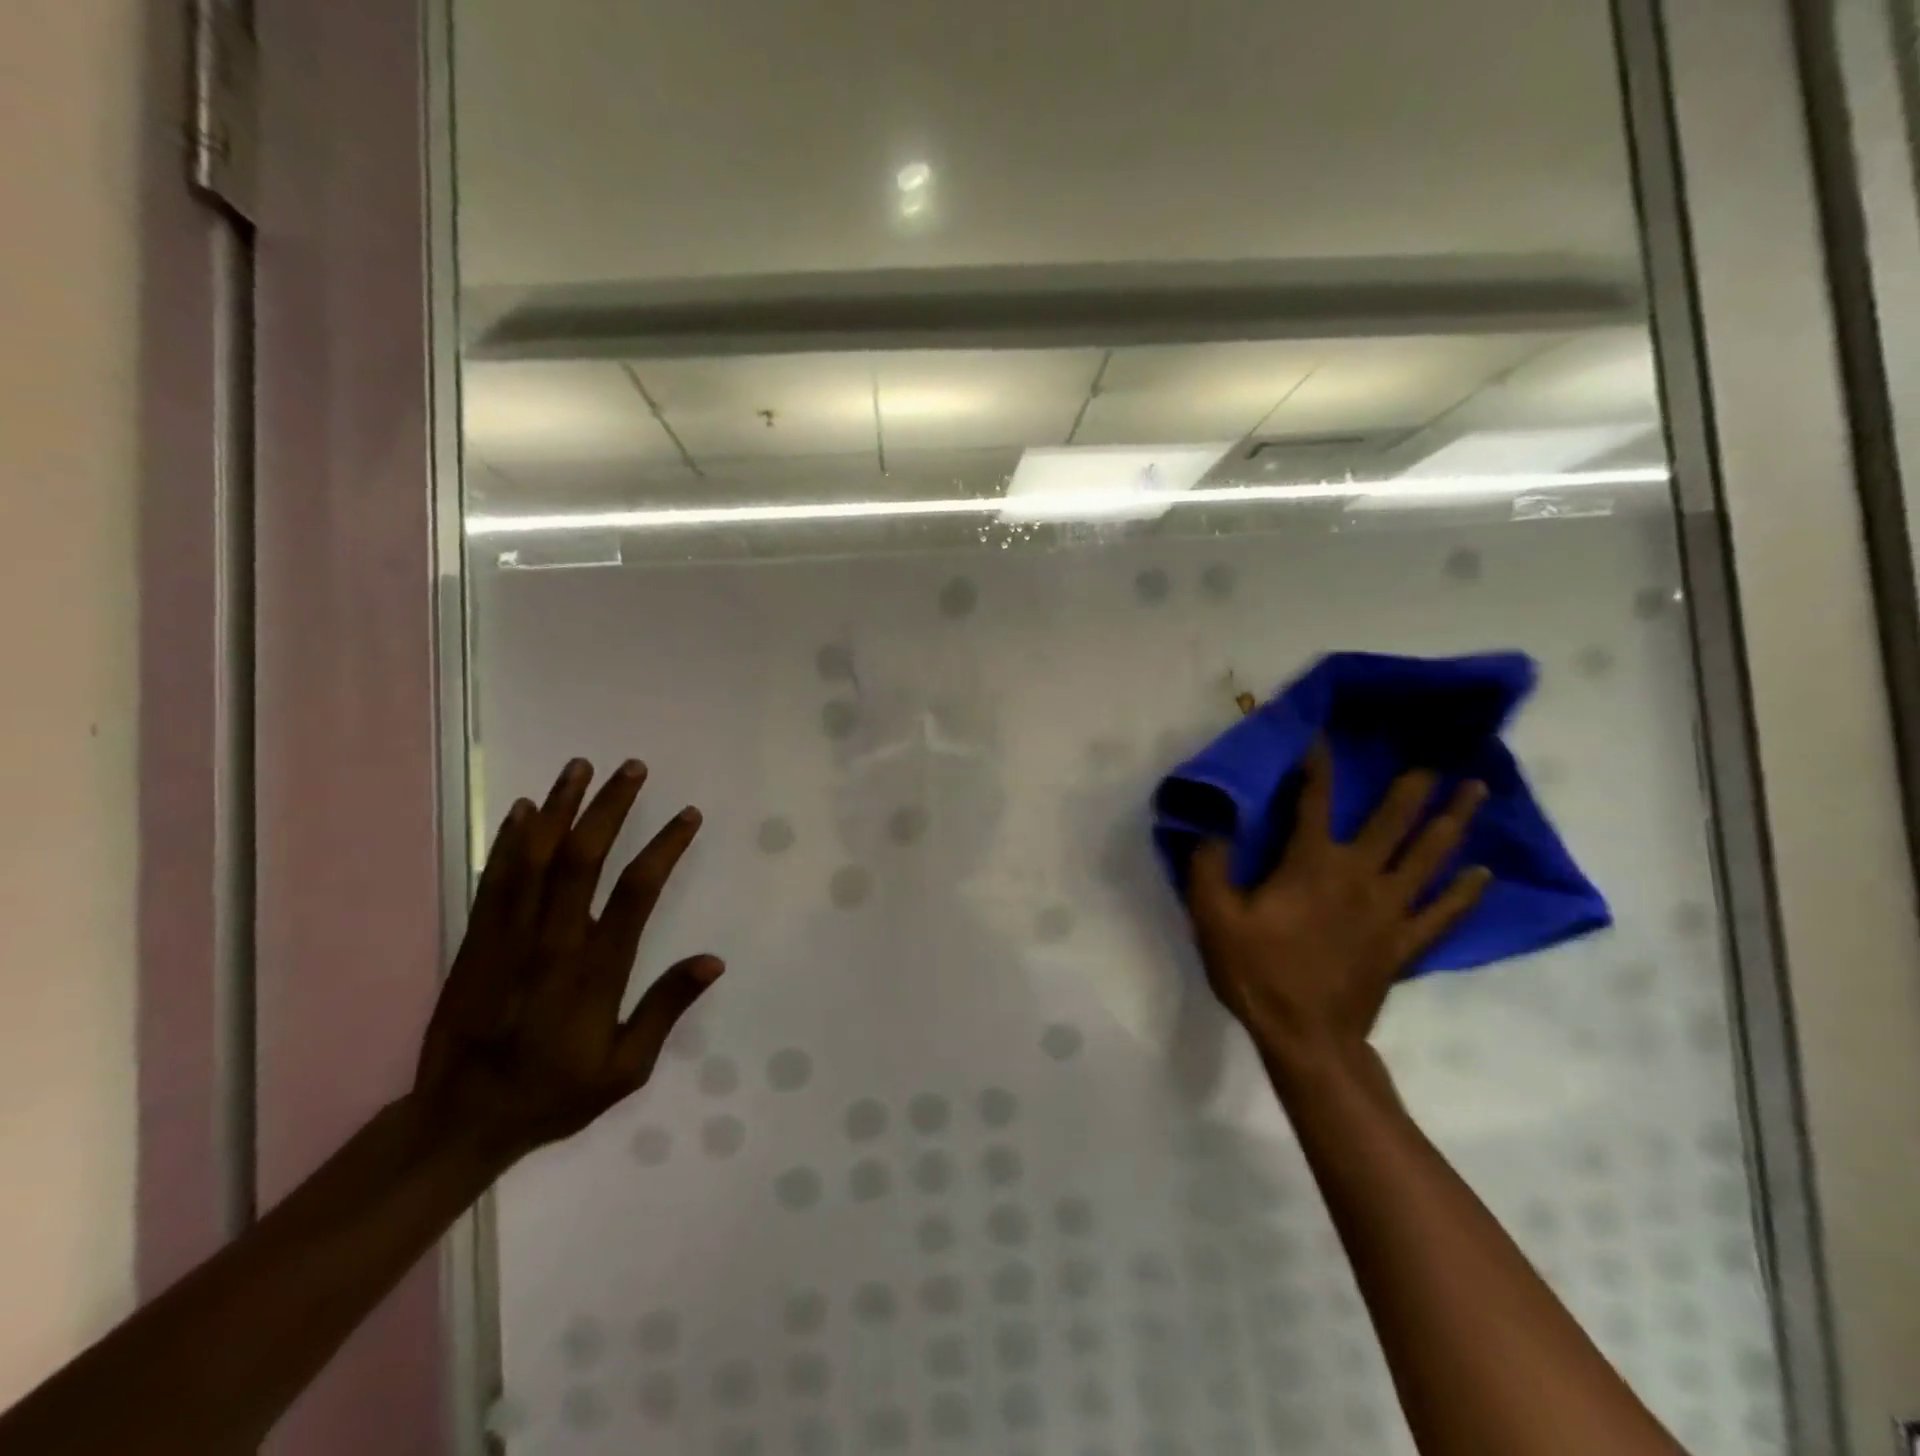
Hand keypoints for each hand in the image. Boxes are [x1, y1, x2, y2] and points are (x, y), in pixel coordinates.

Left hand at [412, 758, 722, 1172]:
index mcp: (594, 973)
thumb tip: (712, 961)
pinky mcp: (476, 941)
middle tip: (632, 767)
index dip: (664, 847)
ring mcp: (508, 939)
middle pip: (582, 859)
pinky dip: (510, 840)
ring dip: (559, 807)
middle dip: (610, 807)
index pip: (636, 893)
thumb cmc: (552, 1094)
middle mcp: (552, 944)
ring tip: (580, 766)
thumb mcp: (625, 1070)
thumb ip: (665, 1010)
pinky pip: (495, 880)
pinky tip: (522, 809)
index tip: (687, 815)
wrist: (459, 1121)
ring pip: (535, 858)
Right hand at [1187, 741, 1489, 1072]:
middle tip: (1439, 752)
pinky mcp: (1405, 943)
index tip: (1322, 735)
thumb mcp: (1212, 917)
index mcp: (1311, 863)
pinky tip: (1483, 873)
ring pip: (1428, 857)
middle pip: (1393, 821)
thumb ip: (1208, 865)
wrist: (1307, 1037)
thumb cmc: (1257, 972)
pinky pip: (1444, 912)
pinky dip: (1465, 891)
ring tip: (1476, 791)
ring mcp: (1390, 910)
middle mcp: (1358, 875)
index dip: (1316, 765)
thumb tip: (1211, 824)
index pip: (1314, 800)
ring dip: (1452, 821)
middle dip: (1414, 784)